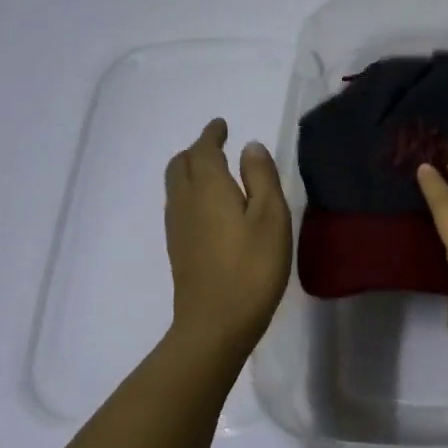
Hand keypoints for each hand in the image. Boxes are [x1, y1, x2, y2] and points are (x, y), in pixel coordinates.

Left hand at [164, 119, 291, 352]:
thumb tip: (250, 147)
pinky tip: (208, 206)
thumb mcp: (271, 218)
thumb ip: (262, 177)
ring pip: (176, 185)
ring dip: (191, 170)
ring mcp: (177, 226)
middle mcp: (185, 200)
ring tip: (213, 171)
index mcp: (209, 187)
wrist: (215, 323)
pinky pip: (178, 204)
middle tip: (217, 145)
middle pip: (181, 164)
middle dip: (197, 149)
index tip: (221, 125)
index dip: (212, 134)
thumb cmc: (252, 267)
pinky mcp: (178, 248)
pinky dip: (190, 191)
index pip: (204, 149)